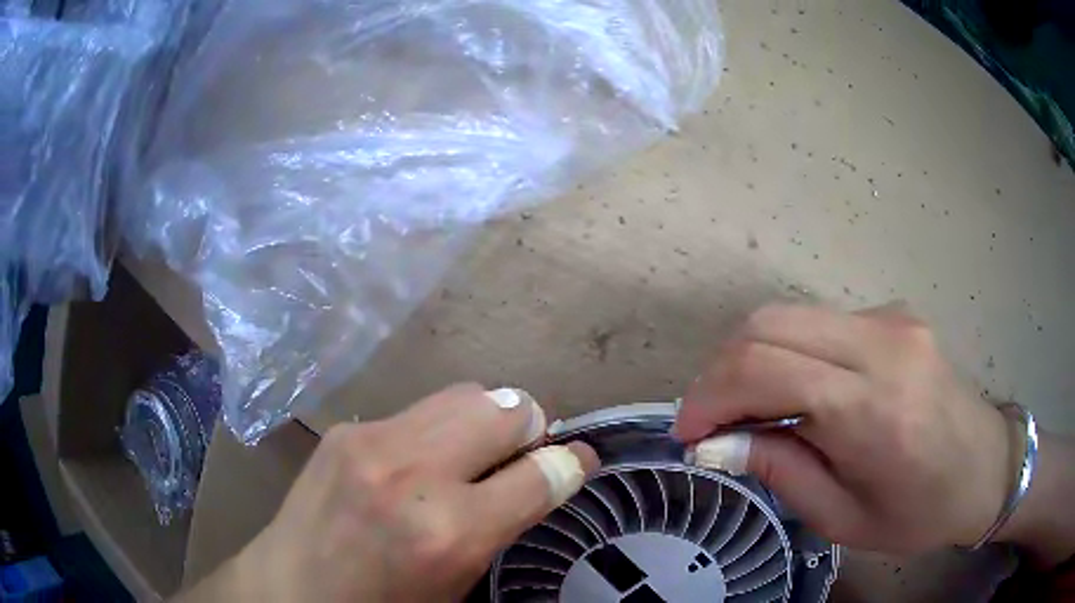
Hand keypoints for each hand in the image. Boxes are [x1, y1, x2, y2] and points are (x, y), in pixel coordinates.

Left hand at [184, 384, 598, 601]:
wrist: (291, 586)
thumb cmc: (383, 602)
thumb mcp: (458, 581)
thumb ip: (504, 524)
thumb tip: (546, 475)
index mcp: (449, 531)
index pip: (543, 472)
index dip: (572, 463)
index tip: (580, 461)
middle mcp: (415, 472)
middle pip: (509, 407)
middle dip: (529, 428)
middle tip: (521, 454)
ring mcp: (374, 439)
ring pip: (467, 393)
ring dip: (487, 419)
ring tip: (475, 452)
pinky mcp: (349, 427)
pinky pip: (420, 410)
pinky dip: (438, 429)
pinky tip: (419, 461)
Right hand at [675, 304, 1012, 554]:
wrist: (987, 468)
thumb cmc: (920, 512)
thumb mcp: (842, 519)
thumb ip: (780, 471)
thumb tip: (718, 443)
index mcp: (874, 408)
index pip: (765, 367)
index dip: (709, 396)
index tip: (689, 433)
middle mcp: (883, 344)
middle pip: (768, 324)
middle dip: (721, 371)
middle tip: (712, 422)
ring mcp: (892, 319)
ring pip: (790, 316)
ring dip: (752, 360)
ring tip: (749, 411)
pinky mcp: (895, 314)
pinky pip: (821, 323)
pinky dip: (789, 354)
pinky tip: (799, 394)